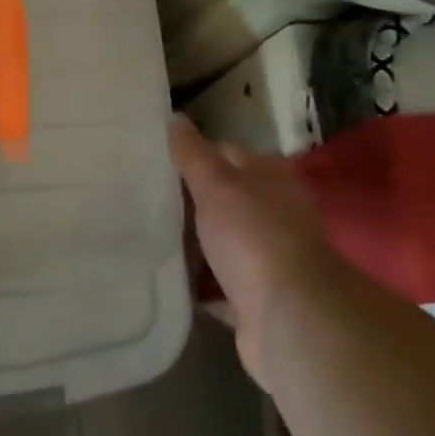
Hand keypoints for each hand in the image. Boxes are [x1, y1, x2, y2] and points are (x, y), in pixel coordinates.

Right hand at [170, 116, 340, 387]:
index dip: (193, 154)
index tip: (157, 161)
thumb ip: (193, 153)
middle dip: (190, 200)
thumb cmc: (252, 236)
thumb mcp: (216, 184)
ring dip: (195, 242)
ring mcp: (269, 256)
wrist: (289, 318)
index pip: (225, 152)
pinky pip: (220, 282)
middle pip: (224, 198)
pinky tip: (169, 275)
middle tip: (145, 197)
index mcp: (270, 176)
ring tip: (150, 234)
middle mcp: (275, 212)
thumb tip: (175, 117)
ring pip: (222, 240)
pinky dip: (200, 280)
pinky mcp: (258, 297)